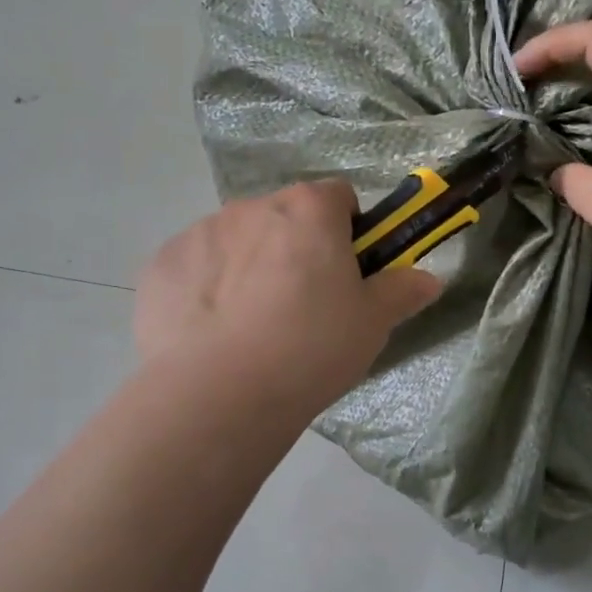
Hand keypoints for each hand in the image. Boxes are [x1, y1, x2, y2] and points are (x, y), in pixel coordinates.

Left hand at [136, 180, 442, 410]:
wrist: (219, 393)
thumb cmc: (310, 349)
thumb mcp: (371, 325)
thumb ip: (400, 292)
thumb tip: (429, 278)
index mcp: (308, 211)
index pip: (337, 197)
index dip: (347, 230)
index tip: (346, 271)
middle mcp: (251, 207)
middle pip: (283, 217)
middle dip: (294, 248)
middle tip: (301, 308)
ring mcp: (200, 232)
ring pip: (236, 240)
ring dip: (248, 266)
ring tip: (251, 328)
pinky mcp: (162, 265)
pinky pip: (195, 267)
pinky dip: (205, 288)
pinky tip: (211, 335)